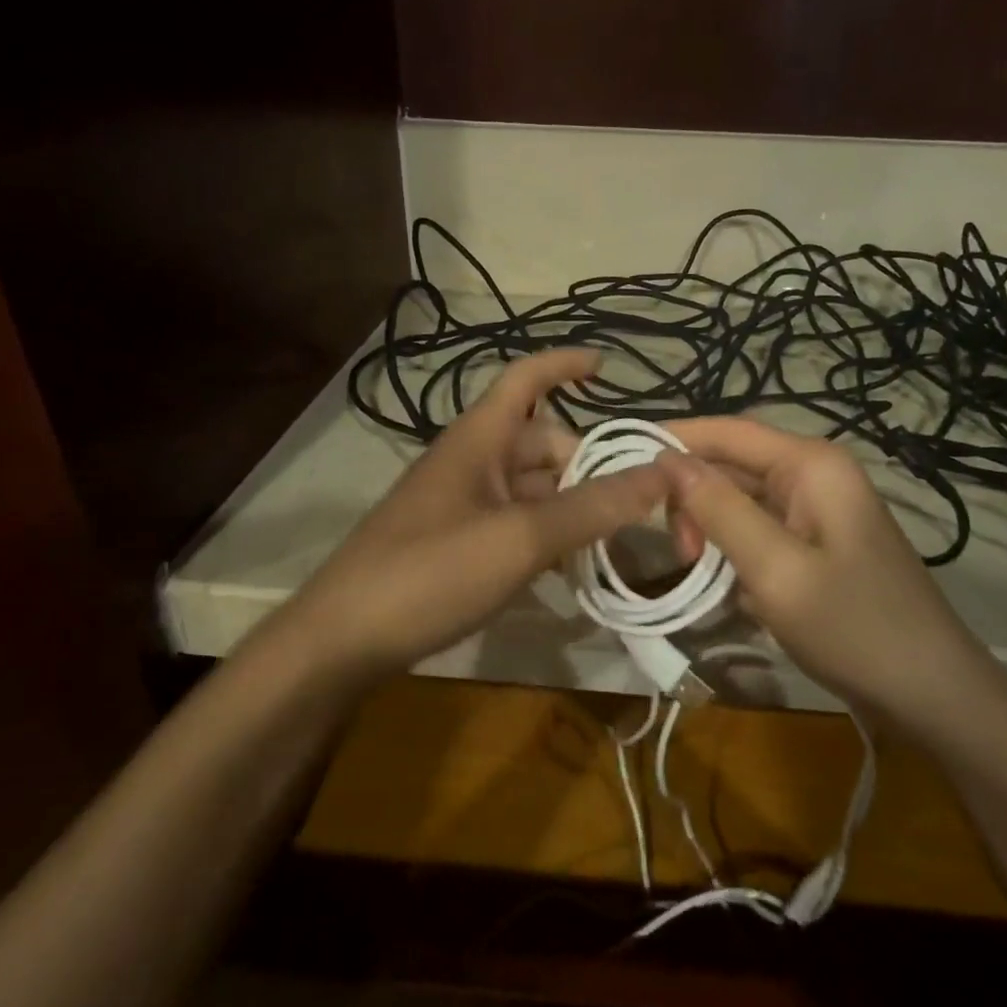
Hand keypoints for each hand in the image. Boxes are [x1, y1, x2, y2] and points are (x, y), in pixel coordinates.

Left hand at [273, 349, 666, 677]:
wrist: (342, 641)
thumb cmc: (429, 572)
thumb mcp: (519, 538)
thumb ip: (592, 507)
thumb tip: (664, 474)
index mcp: (479, 440)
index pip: (526, 379)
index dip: (564, 365)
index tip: (608, 366)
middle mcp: (473, 464)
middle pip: (543, 444)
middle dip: (589, 464)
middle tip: (640, 500)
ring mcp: (464, 506)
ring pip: (534, 490)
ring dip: (574, 506)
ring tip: (620, 537)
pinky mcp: (459, 545)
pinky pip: (517, 525)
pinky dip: (550, 536)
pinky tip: (575, 567)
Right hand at [658, 417, 986, 715]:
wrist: (930, 693)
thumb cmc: (853, 626)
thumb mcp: (775, 568)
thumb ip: (720, 509)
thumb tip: (666, 458)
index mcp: (811, 465)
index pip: (728, 431)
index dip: (674, 438)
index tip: (621, 459)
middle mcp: (815, 475)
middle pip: (733, 465)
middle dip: (692, 495)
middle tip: (673, 548)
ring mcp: (819, 511)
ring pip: (742, 500)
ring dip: (710, 526)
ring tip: (693, 567)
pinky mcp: (817, 545)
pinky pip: (760, 530)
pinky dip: (732, 548)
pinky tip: (720, 581)